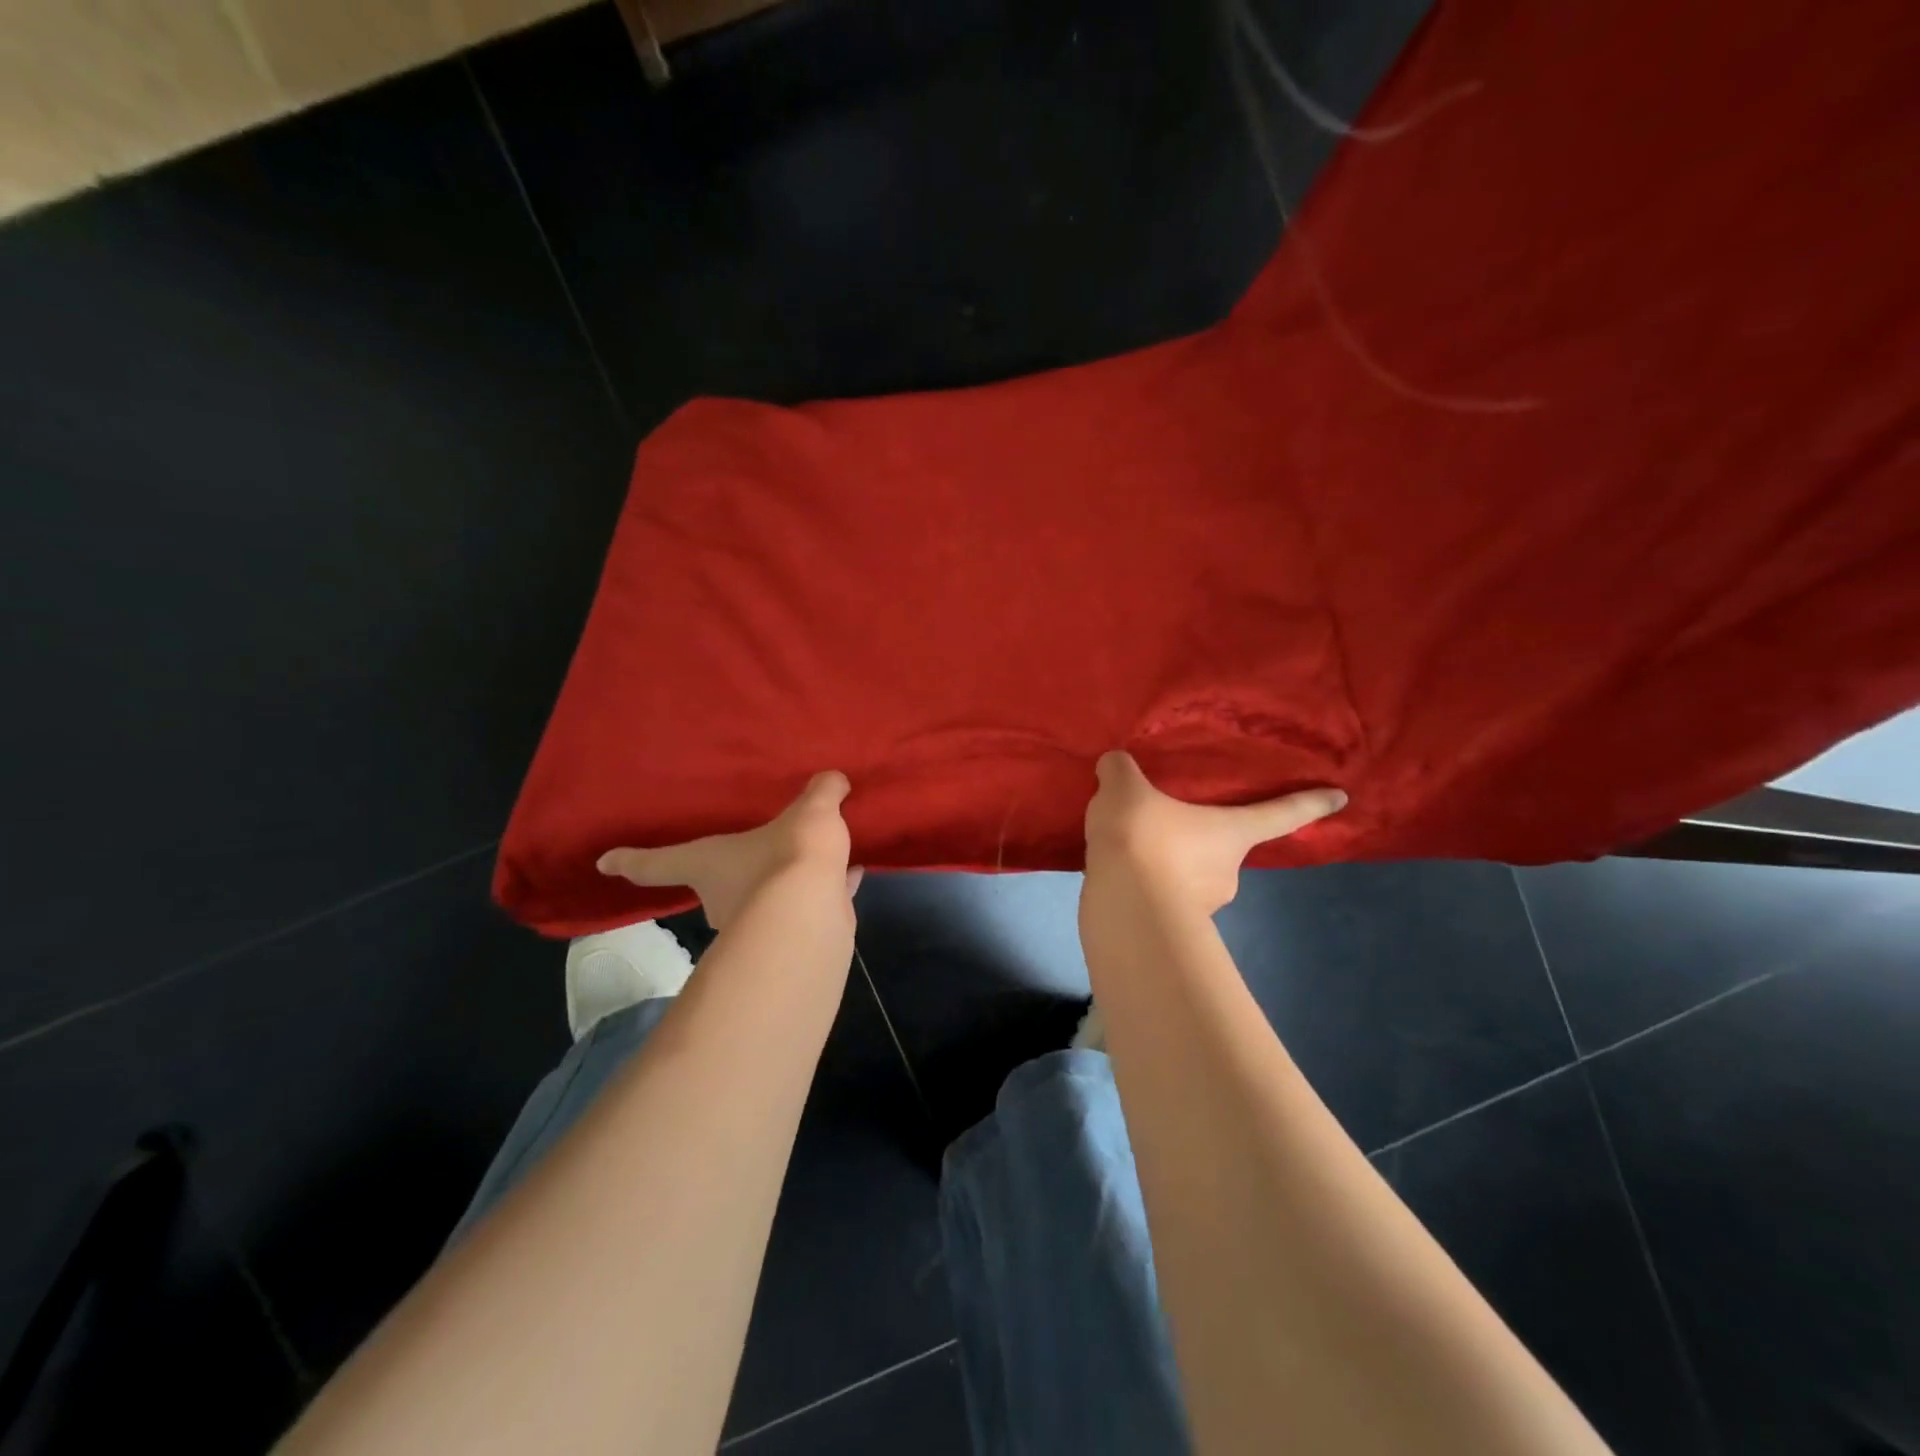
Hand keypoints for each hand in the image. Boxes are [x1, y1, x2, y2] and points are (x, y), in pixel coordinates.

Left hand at [597, 771, 860, 932]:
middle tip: (757, 852)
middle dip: (736, 876)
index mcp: (709, 865)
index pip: (658, 863)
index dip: (630, 861)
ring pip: (767, 901)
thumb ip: (821, 792)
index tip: (604, 863)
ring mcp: (758, 924)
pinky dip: (825, 892)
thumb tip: (834, 778)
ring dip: (785, 887)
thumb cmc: (788, 855)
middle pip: (719, 888)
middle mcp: (725, 899)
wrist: (813, 912)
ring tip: (812, 863)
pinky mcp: (791, 937)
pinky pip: (806, 907)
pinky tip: (851, 875)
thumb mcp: (810, 811)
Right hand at [1083, 751, 1345, 916]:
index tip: (1342, 798)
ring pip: (1188, 877)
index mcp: (1231, 832)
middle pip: (1222, 847)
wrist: (1122, 908)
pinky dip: (1144, 887)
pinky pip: (1160, 897)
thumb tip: (1116, 765)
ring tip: (1128, 851)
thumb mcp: (1123, 789)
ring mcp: (1202, 905)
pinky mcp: (1170, 927)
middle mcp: (1227, 870)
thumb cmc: (1142, 839)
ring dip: (1167, 865)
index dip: (1310, 804)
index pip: (1279, 814)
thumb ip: (1121, 770)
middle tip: (1164, 823)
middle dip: (1198, 838)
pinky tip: (1116, 876)